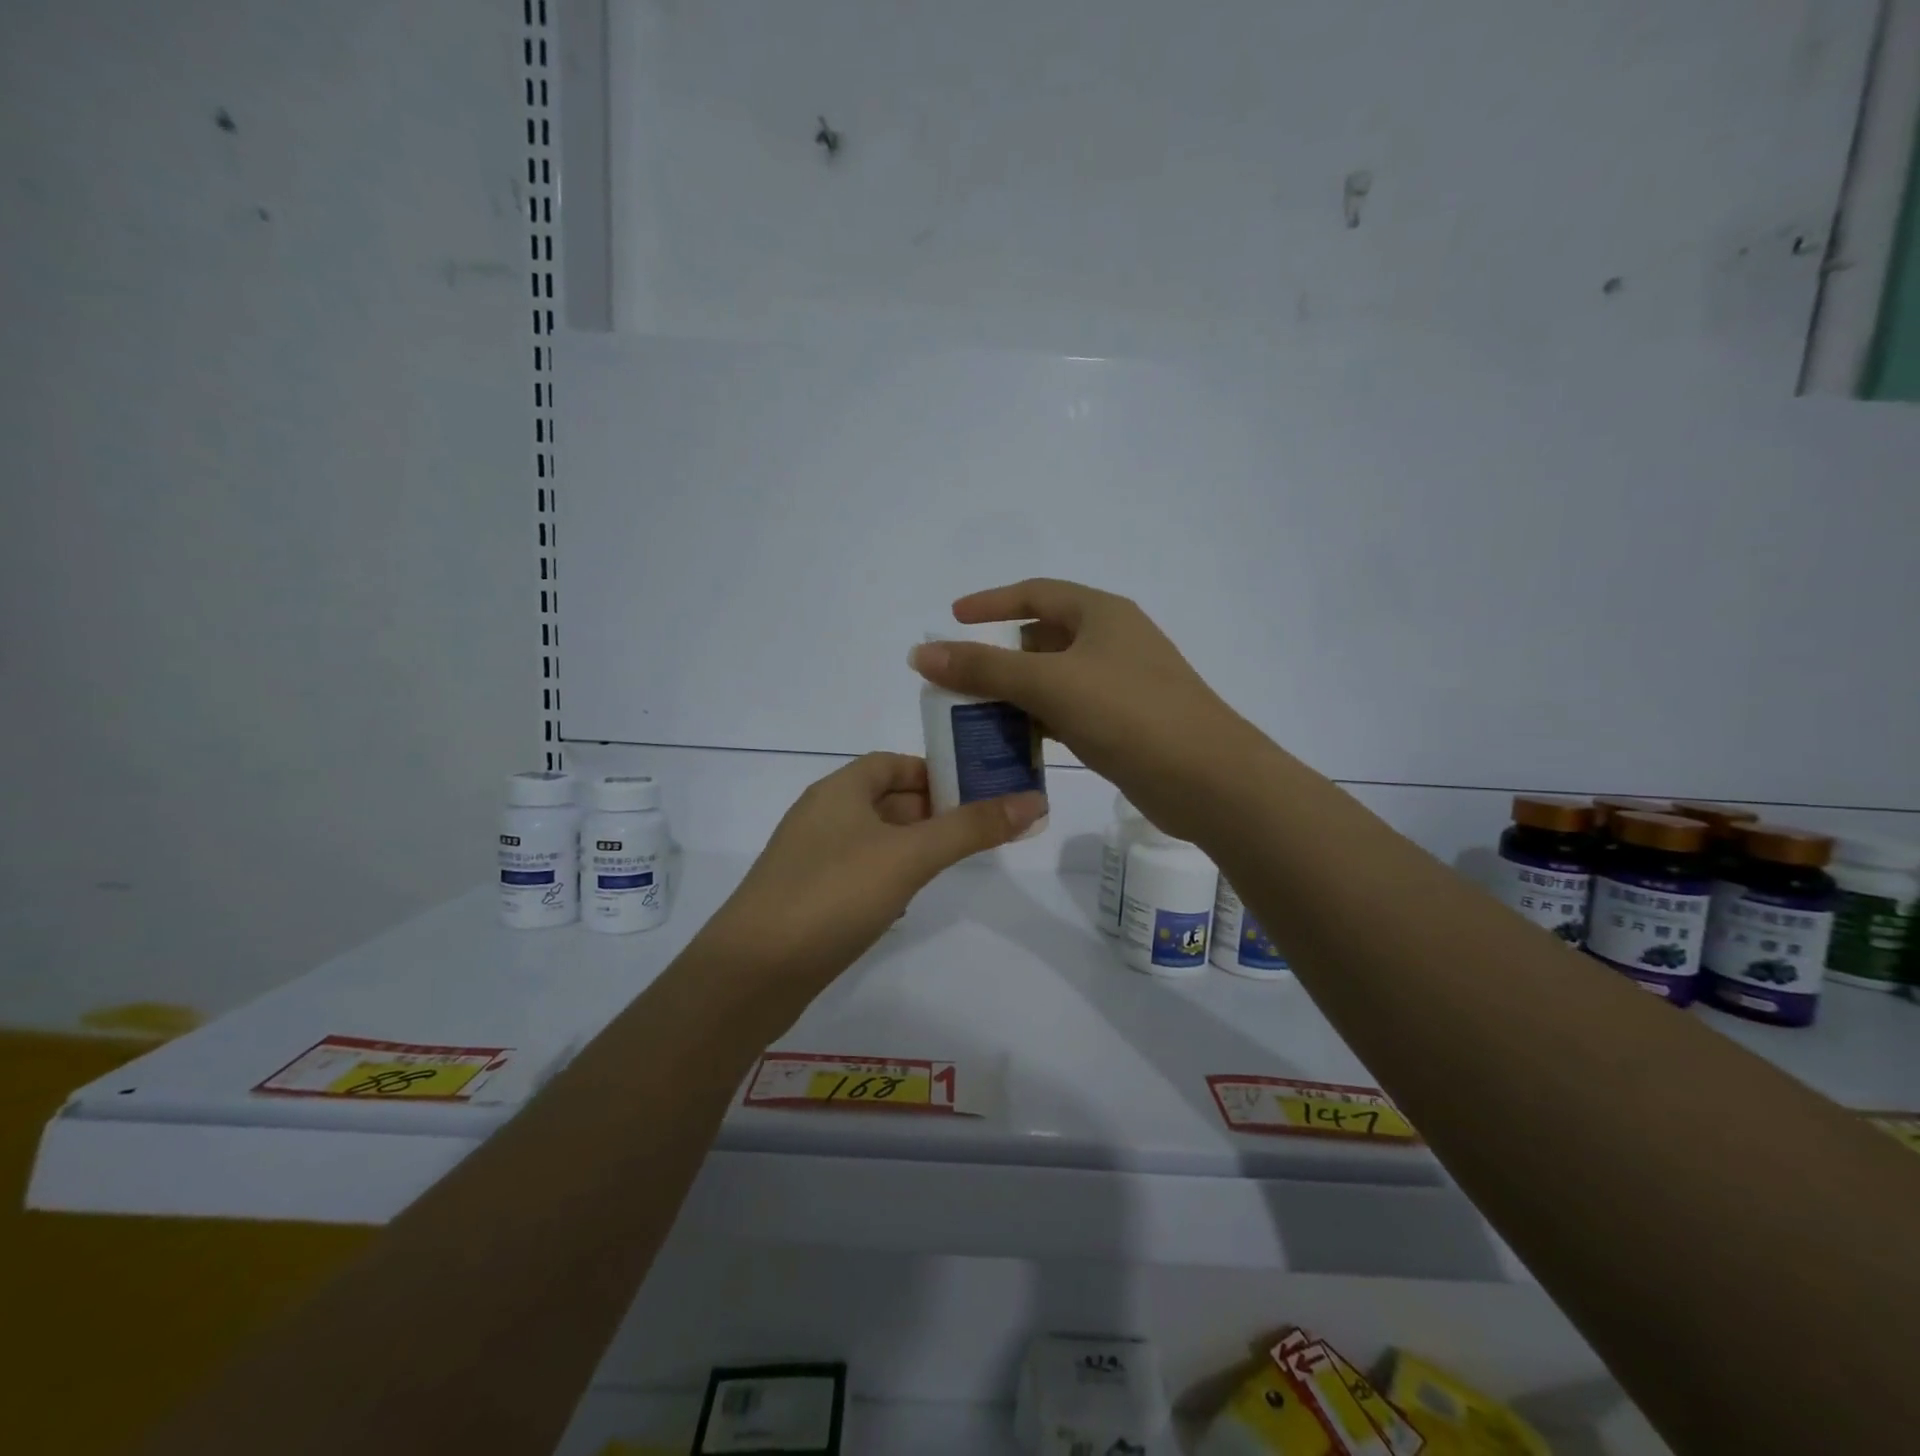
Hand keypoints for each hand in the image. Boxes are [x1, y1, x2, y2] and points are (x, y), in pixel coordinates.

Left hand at [695, 752, 1045, 988]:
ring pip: (872, 839)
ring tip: (951, 863)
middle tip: (977, 829)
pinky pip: (856, 873)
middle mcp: (821, 815)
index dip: (933, 771)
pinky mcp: (807, 897)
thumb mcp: (910, 856)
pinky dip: (886, 876)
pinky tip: (906, 901)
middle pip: (884, 799)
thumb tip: (1034, 801)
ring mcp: (810, 858)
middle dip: (930, 811)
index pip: (892, 763)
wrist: (752, 973)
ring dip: (910, 845)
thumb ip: (971, 827)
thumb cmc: (834, 895)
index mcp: (839, 790)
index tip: (975, 791)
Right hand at [909, 579, 1266, 840]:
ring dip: (1018, 694)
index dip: (991, 603)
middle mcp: (1114, 642)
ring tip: (977, 714)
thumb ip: (983, 668)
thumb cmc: (1128, 713)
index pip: (1035, 593)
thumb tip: (921, 652)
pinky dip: (1042, 721)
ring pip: (1056, 679)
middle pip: (1043, 638)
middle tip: (960, 679)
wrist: (1207, 779)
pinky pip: (1071, 712)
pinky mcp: (1126, 724)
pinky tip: (1018, 742)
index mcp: (1102, 614)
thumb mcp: (1049, 683)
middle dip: (1000, 657)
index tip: (952, 618)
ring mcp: (1123, 684)